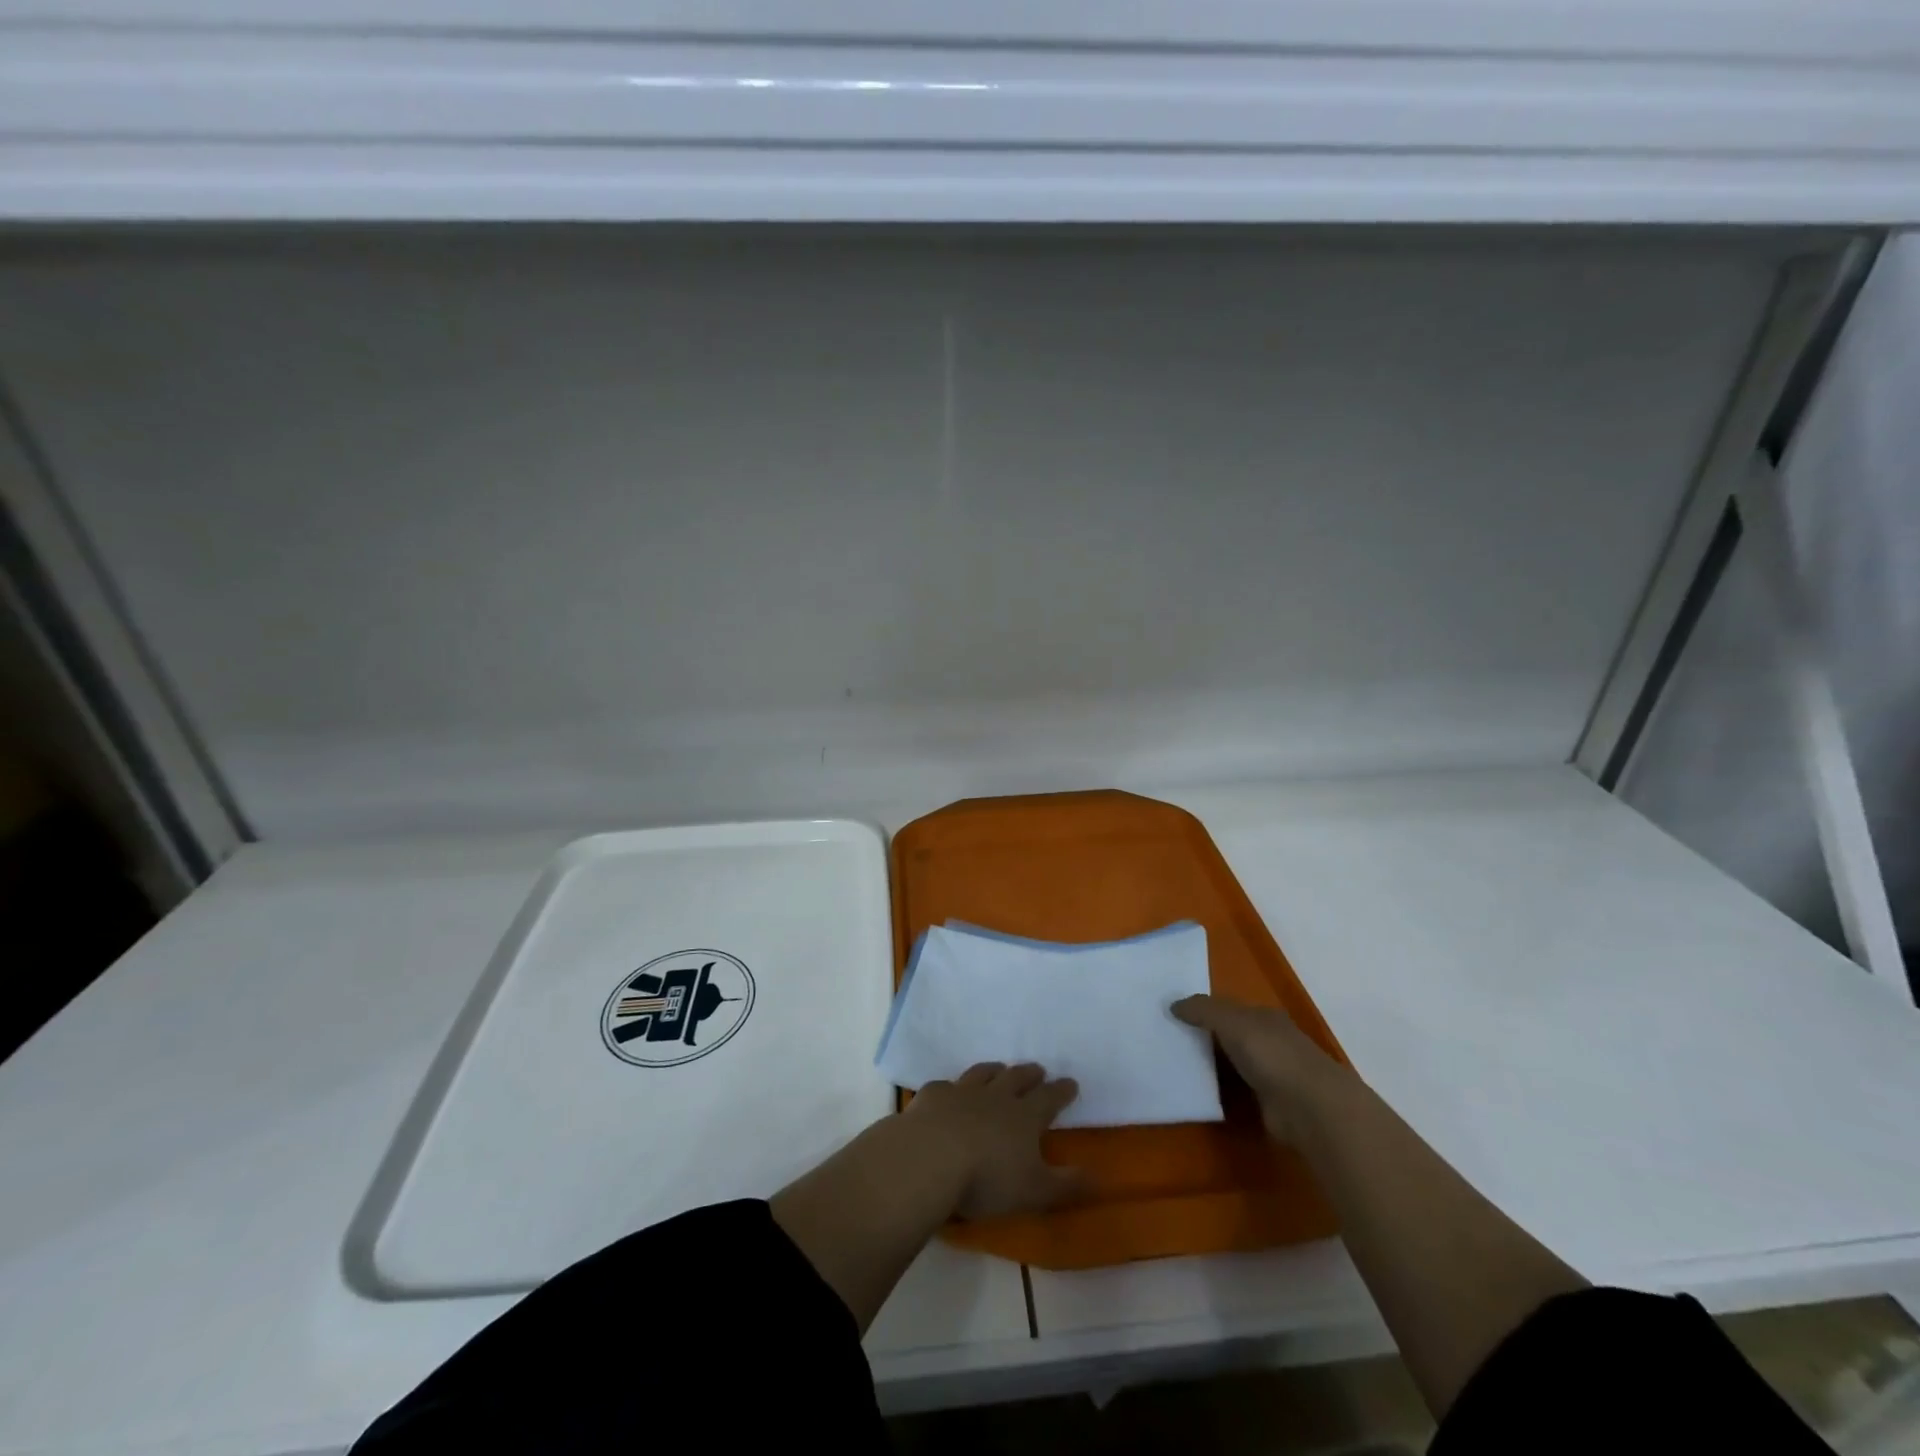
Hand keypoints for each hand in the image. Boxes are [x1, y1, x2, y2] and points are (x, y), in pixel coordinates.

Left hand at [904, 1062, 1085, 1218]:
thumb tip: (1101, 1178)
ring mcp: (962, 1091)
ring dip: (994, 1070)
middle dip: (1030, 1074)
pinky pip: (946, 1086)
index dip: (1062, 1091)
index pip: (1049, 1098)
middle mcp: (995, 1096)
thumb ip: (1068, 1185)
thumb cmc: (987, 1179)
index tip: (1071, 1083)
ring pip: (982, 1073)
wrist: (930, 1158)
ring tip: (999, 1069)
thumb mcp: (1036, 1191)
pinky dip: (952, 1088)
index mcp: (1024, 1116)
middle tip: (1038, 1070)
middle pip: (1017, 1078)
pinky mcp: (932, 1096)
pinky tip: (949, 1092)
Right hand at [1172, 994, 1348, 1142]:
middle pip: (1231, 1036)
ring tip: (1176, 1067)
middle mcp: (1270, 1042)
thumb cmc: (1272, 1054)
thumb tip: (1172, 1004)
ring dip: (1212, 1066)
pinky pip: (1237, 1091)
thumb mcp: (1231, 1021)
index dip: (1204, 1010)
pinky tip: (1199, 1092)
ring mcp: (1272, 1074)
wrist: (1310, 1107)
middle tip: (1169, 1041)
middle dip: (1206, 1038)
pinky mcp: (1270, 1104)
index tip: (1175, 1017)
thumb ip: (1202, 1010)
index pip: (1230, 1009)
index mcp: (1264, 1017)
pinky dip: (1221, 1091)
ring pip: (1233, 1064)